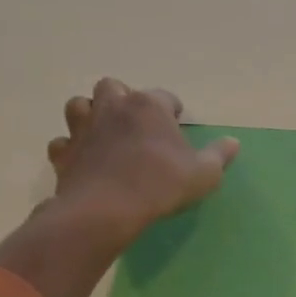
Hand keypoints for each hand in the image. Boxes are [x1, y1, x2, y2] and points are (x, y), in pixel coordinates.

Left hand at [45, 79, 239, 249]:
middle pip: (113, 87)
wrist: (106, 210)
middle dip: (123, 99)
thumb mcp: (204, 174)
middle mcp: (113, 107)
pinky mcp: (63, 153)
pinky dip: (71, 147)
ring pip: (79, 105)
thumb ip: (219, 155)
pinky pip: (62, 142)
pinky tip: (83, 159)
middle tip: (136, 122)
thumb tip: (233, 142)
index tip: (176, 124)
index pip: (164, 96)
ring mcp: (83, 128)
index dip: (172, 109)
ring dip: (91, 114)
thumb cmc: (161, 184)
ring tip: (105, 133)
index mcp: (149, 106)